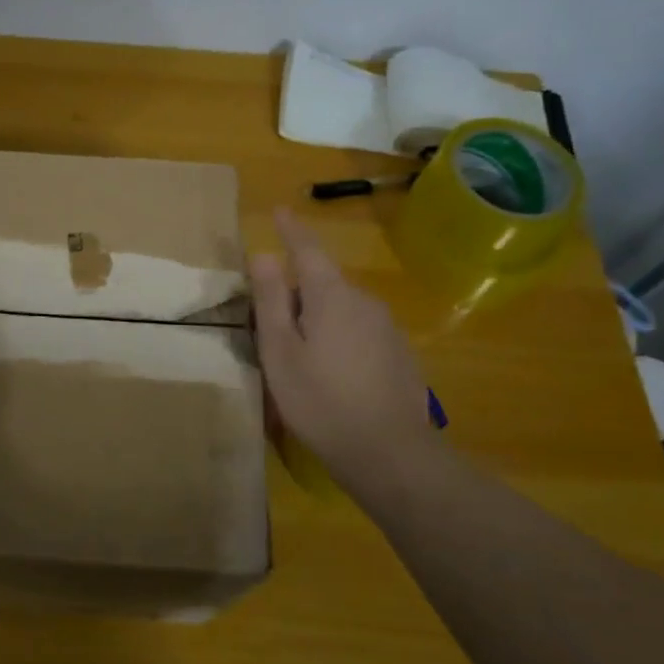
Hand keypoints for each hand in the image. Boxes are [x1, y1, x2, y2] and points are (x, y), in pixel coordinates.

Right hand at [250, 206, 435, 482]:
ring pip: (341, 309)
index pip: (308, 250)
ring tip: (298, 356)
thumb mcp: (280, 351)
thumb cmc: (320, 400)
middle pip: (323, 283)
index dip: (291, 230)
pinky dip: (339, 339)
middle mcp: (365, 302)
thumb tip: (264, 254)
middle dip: (296, 292)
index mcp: (332, 296)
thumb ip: (271, 300)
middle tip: (269, 324)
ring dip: (318, 319)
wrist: (389, 453)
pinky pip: (359, 331)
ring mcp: (387, 328)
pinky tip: (331, 374)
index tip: (279, 210)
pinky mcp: (399, 354)